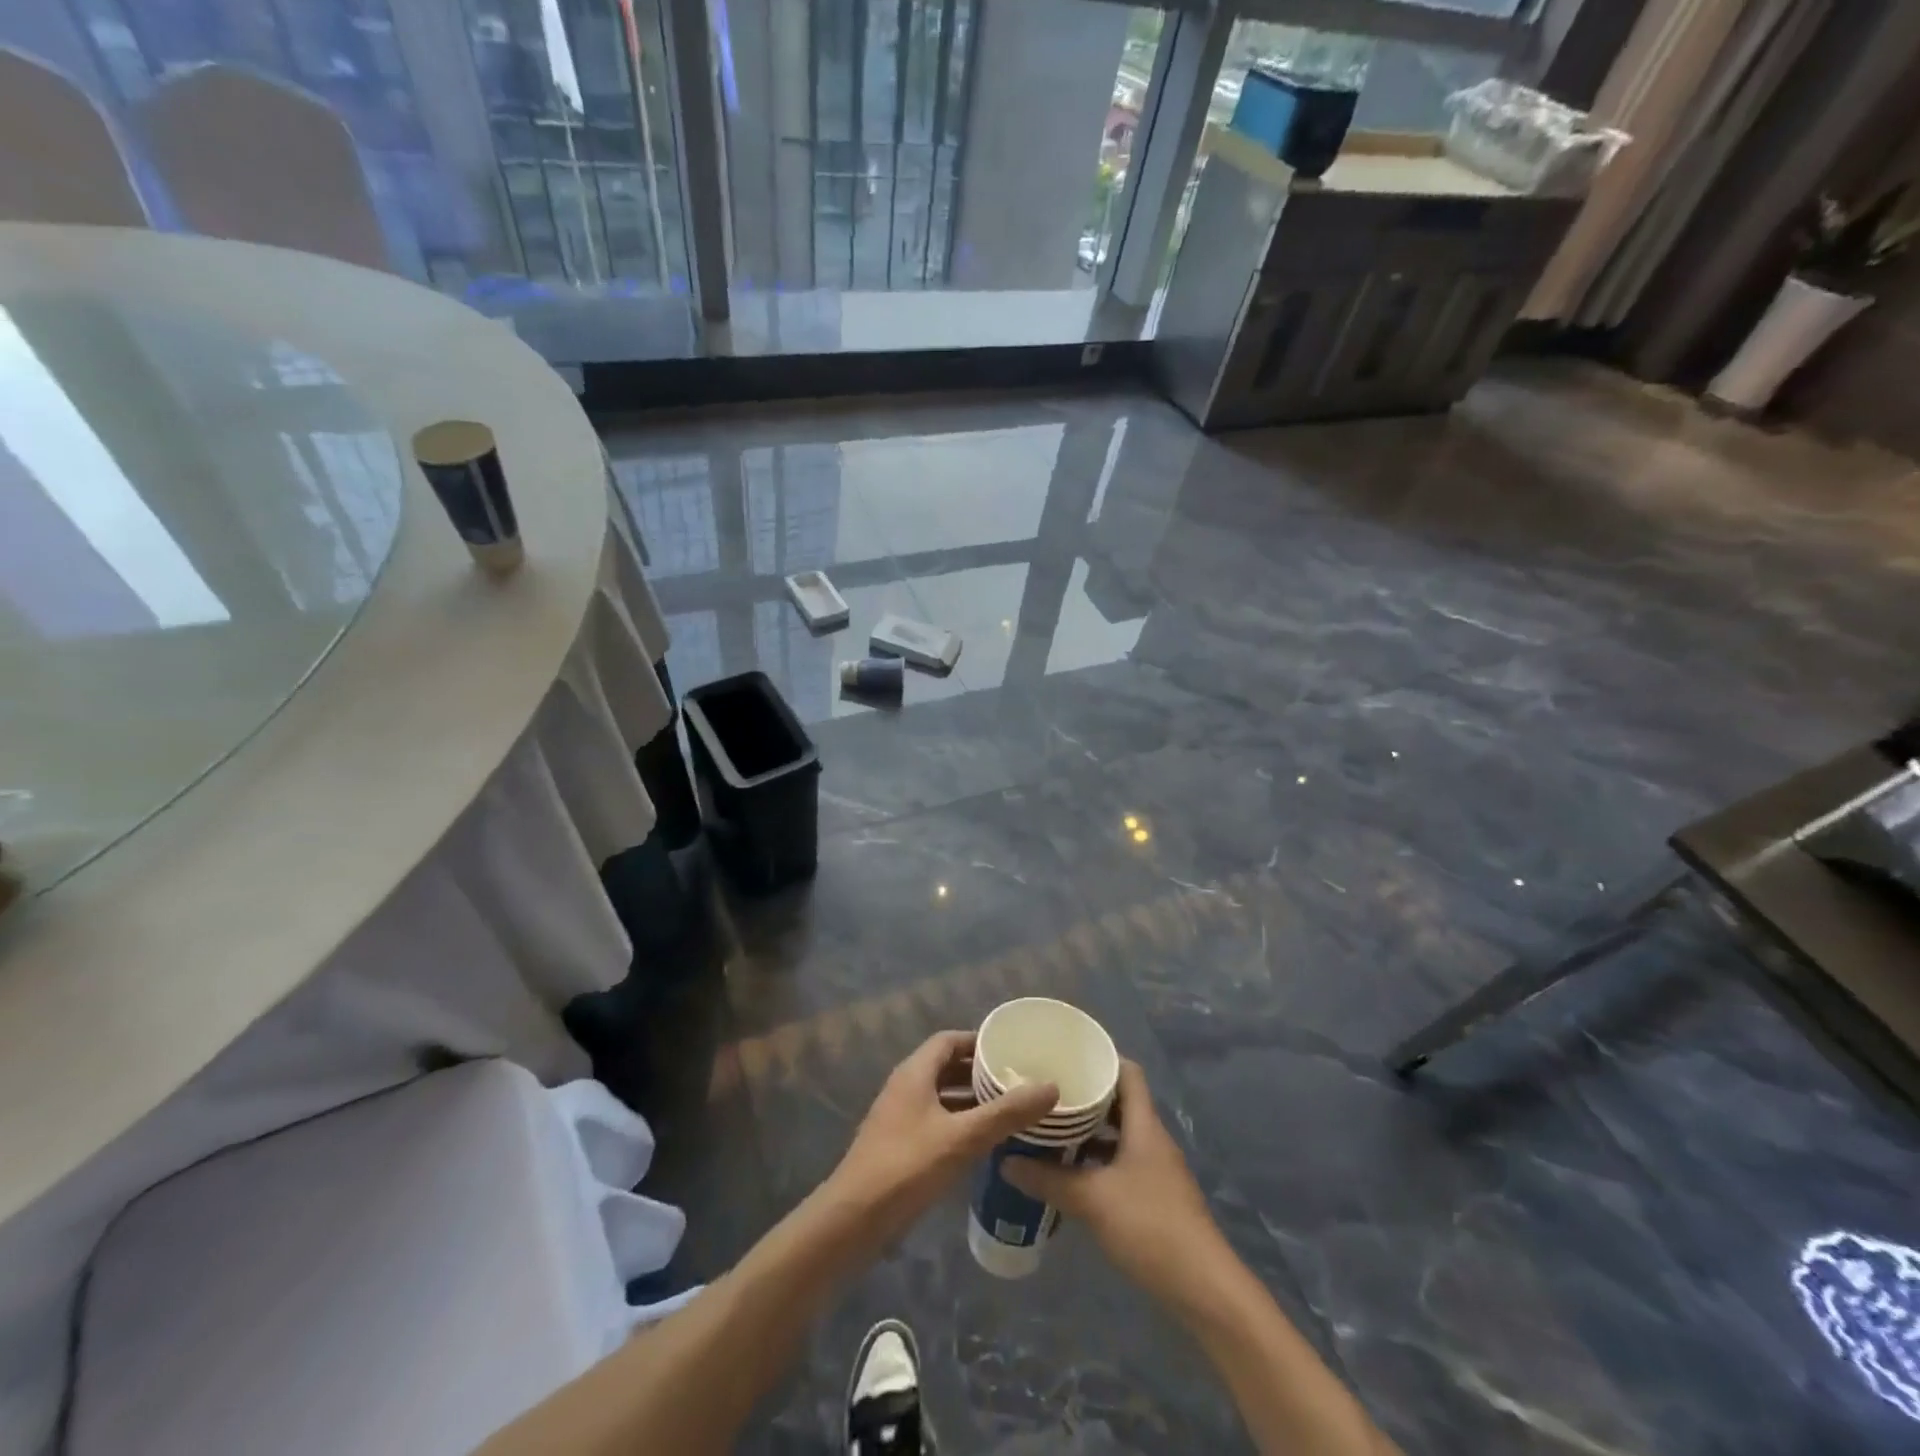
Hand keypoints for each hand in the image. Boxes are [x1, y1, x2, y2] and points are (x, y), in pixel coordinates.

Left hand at [829, 1031, 1058, 1243]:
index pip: (949, 1040)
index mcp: (915, 1072)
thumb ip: (1006, 1113)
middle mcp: (905, 1087)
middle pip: (946, 1067)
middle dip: (980, 1072)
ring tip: (1009, 1111)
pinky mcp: (899, 1146)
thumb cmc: (908, 1166)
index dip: (979, 1041)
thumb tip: (1050, 1086)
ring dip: (971, 1101)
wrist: (854, 1219)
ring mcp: (899, 1117)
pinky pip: (935, 1122)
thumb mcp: (963, 1138)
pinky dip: (959, 1124)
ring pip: (941, 1097)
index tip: (1011, 1051)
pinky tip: (983, 1144)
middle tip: (1017, 1081)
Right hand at [1002, 1061, 1219, 1297]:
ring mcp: (1156, 1170)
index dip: (1100, 1059)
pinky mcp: (1155, 1198)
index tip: (1065, 1058)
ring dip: (1088, 1133)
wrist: (1204, 1290)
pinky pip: (1121, 1164)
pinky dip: (1096, 1163)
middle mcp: (1152, 1139)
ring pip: (1118, 1136)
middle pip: (1119, 1103)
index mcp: (1144, 1125)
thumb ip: (1048, 1179)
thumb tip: (1007, 1161)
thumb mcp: (1092, 1200)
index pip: (1127, 1071)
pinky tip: (1070, 1175)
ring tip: (1050, 1131)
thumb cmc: (1150, 1227)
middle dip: (1084, 1097)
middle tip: (1046, 1095)